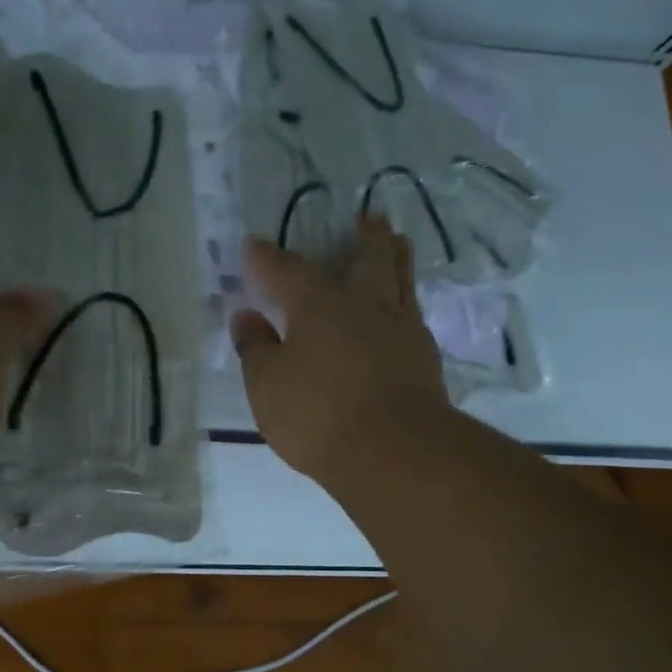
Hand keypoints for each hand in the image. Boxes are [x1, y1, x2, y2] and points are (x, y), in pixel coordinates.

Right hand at [231, 216, 448, 485]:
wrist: (395, 453)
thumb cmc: (318, 414)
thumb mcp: (267, 385)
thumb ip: (255, 347)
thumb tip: (246, 317)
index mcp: (319, 305)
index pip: (287, 270)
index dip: (267, 258)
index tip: (254, 244)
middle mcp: (365, 306)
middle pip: (369, 259)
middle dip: (365, 236)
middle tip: (369, 218)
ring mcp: (401, 331)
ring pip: (402, 281)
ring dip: (397, 258)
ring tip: (399, 243)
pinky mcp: (425, 360)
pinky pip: (415, 315)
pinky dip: (407, 303)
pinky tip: (405, 312)